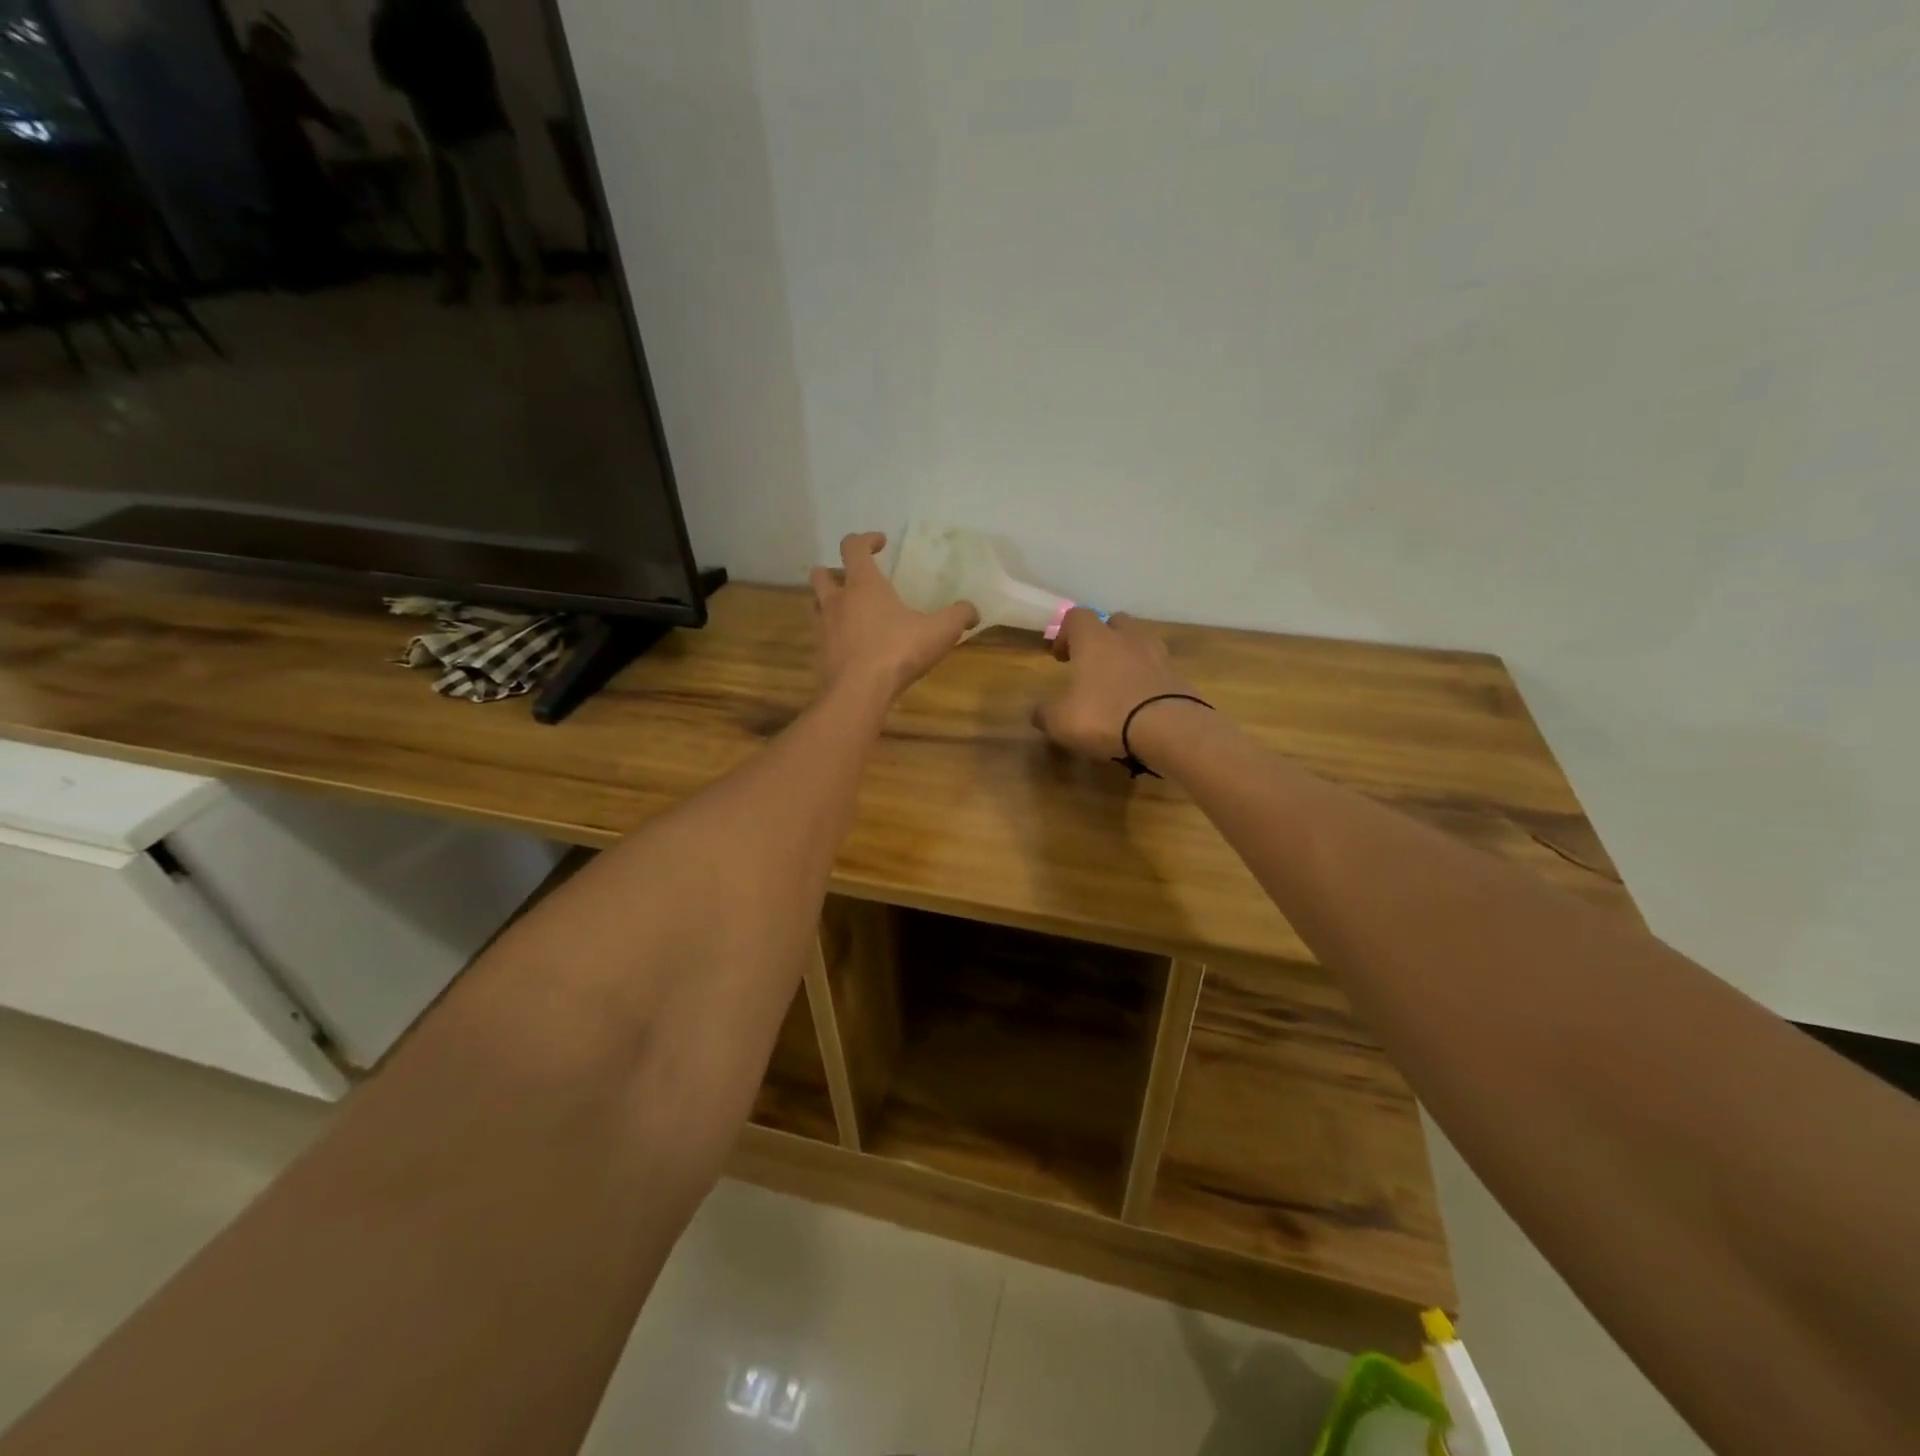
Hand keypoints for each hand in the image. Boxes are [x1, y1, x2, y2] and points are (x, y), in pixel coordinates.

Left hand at [811, 532, 978, 700]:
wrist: (857, 693)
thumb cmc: (897, 651)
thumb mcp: (940, 631)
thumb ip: (959, 616)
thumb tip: (973, 610)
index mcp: (863, 584)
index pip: (853, 547)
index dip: (866, 539)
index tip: (880, 542)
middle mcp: (836, 600)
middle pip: (822, 574)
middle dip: (834, 571)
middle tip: (853, 579)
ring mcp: (823, 628)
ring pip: (816, 605)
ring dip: (829, 602)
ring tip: (849, 612)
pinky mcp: (820, 654)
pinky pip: (822, 636)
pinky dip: (833, 635)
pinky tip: (851, 646)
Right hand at [1033, 609, 1200, 765]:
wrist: (1170, 730)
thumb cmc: (1106, 716)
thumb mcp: (1062, 722)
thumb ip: (1046, 714)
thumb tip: (1037, 713)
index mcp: (1095, 640)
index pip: (1077, 616)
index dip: (1065, 633)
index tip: (1060, 658)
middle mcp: (1128, 639)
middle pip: (1115, 622)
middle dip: (1102, 638)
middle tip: (1092, 665)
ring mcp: (1159, 656)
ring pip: (1141, 643)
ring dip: (1128, 657)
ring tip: (1119, 683)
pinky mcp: (1180, 678)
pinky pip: (1159, 670)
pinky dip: (1149, 681)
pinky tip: (1141, 705)